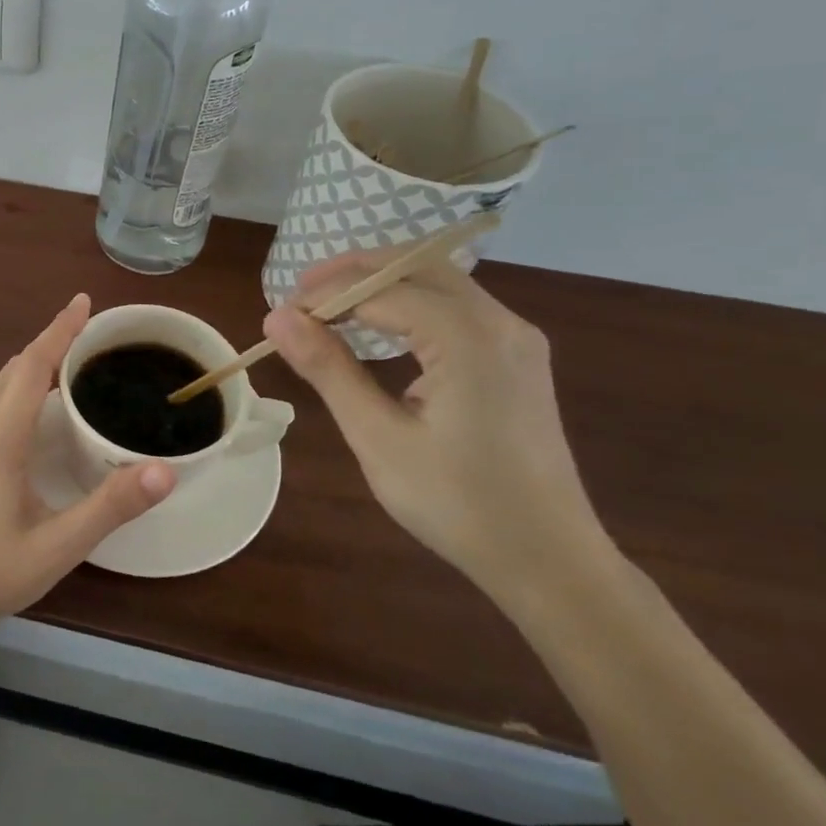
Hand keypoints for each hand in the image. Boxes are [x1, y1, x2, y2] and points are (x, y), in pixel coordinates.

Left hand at [0, 294, 175, 634]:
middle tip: (88, 333)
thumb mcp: (60, 544)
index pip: (32, 367)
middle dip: (50, 344)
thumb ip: (111, 506)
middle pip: (14, 369)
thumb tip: (165, 471)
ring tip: (67, 361)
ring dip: (31, 365)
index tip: (82, 301)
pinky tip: (33, 404)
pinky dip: (16, 386)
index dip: (58, 331)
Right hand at [263, 254, 610, 605]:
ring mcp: (515, 338)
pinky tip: (379, 330)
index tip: (278, 318)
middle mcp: (500, 323)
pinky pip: (455, 306)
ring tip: (328, 310)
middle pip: (415, 265)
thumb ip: (328, 369)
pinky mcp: (517, 356)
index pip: (381, 289)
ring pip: (438, 280)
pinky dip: (408, 303)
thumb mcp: (377, 437)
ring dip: (380, 285)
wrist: (549, 560)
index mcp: (468, 339)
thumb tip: (277, 318)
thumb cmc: (457, 503)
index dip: (324, 296)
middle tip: (299, 298)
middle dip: (352, 272)